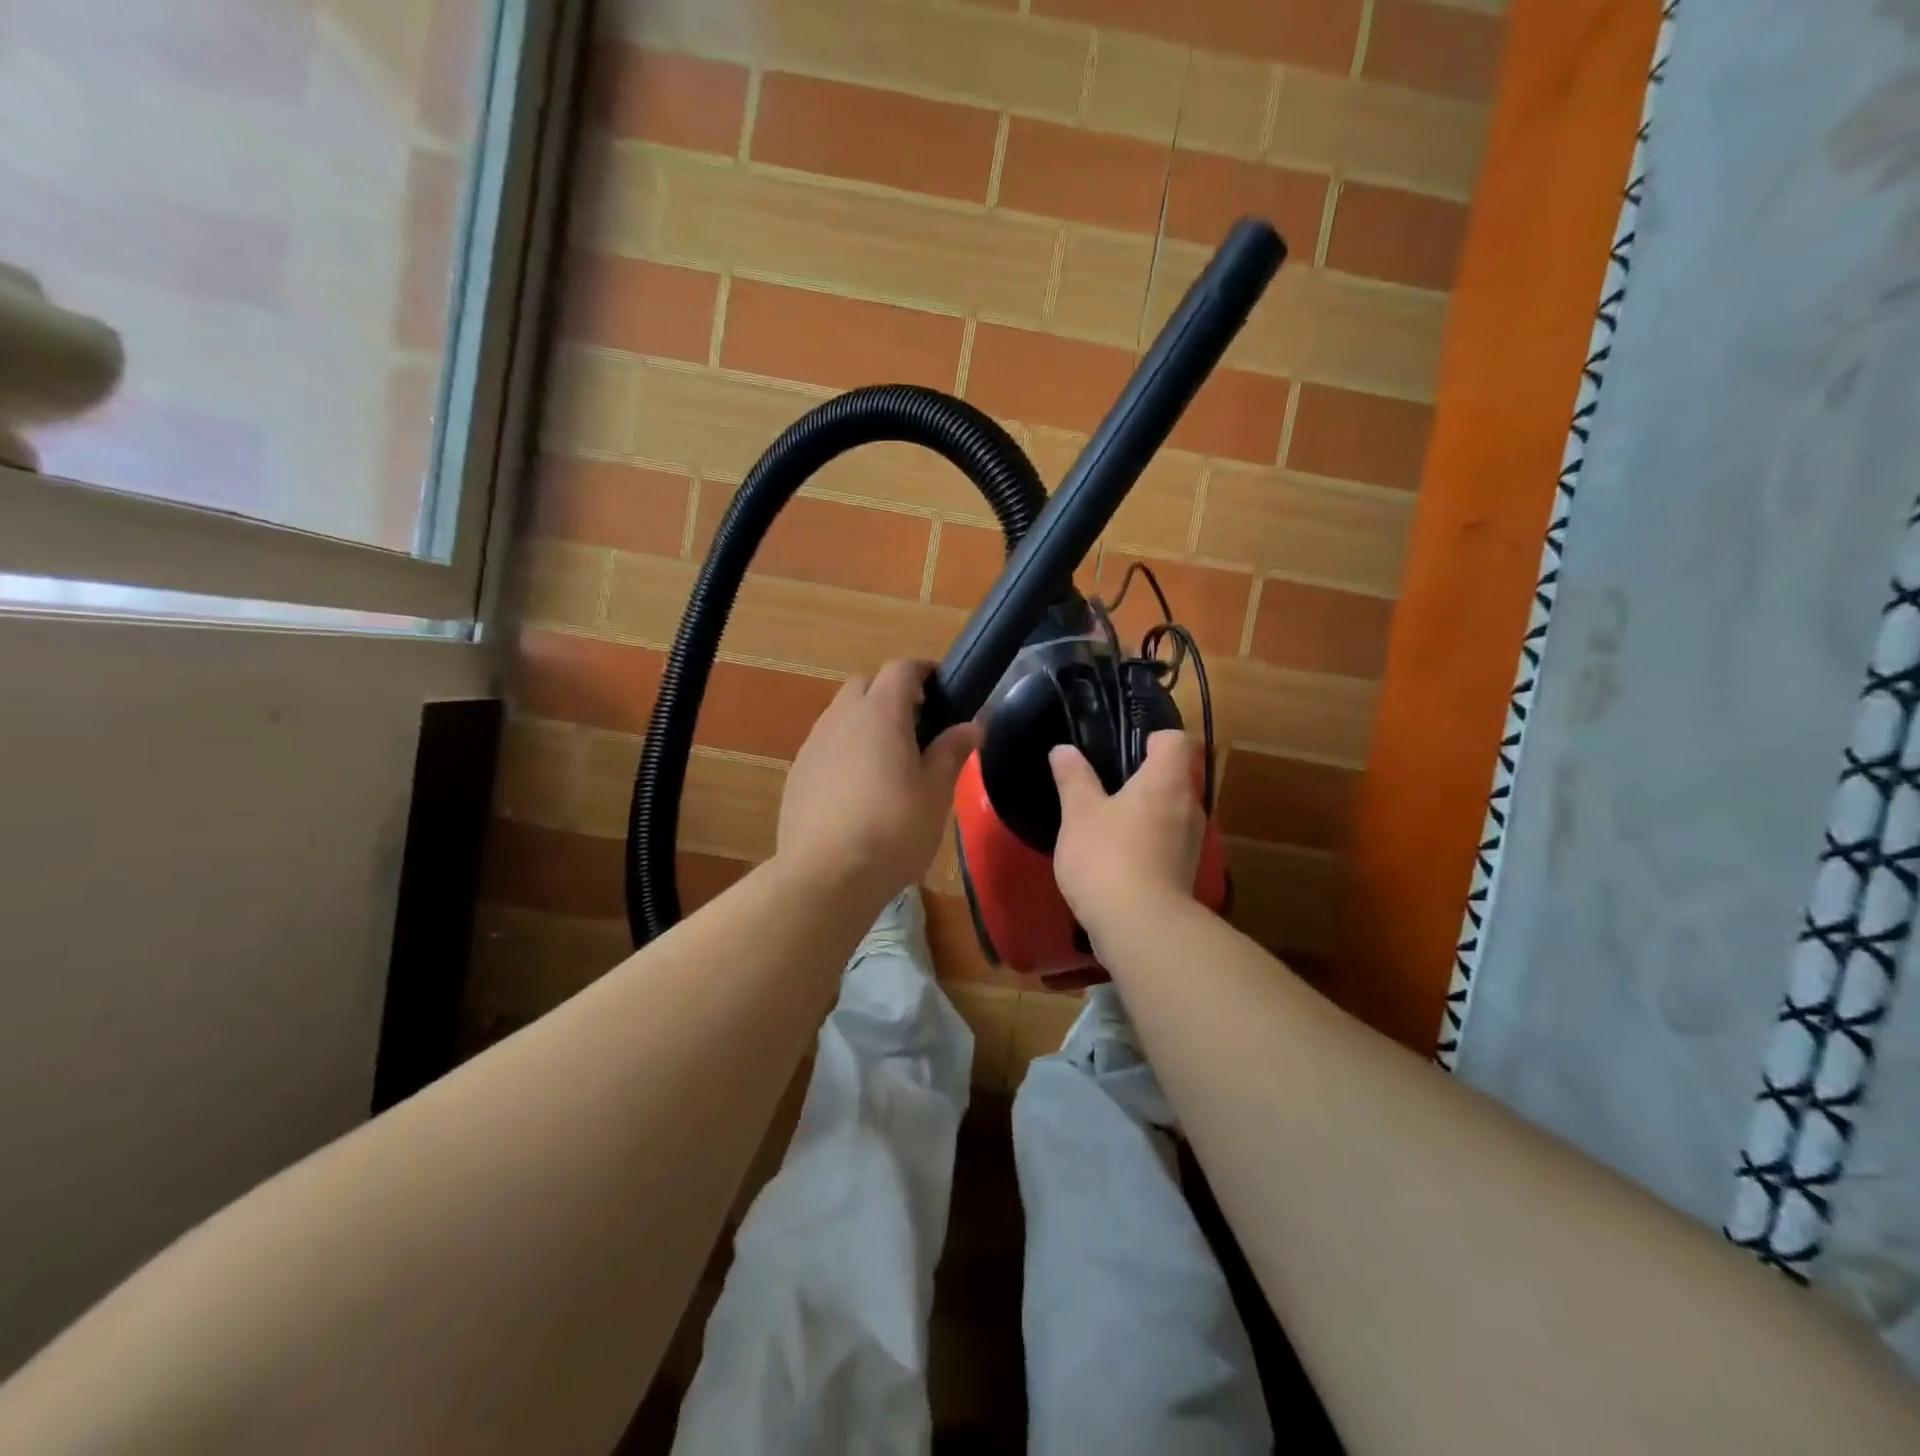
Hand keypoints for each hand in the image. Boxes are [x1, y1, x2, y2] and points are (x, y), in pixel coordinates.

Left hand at [777, 660, 979, 903]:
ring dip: (866, 721)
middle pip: (866, 684)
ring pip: (842, 714)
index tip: (944, 689)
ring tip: (889, 760)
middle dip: (892, 693)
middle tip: (918, 726)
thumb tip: (972, 725)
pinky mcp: (797, 774)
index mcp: (880, 713)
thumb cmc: (893, 830)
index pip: (901, 668)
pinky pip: (825, 745)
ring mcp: (813, 745)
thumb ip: (952, 751)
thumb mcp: (936, 793)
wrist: (826, 876)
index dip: (924, 671)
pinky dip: (845, 749)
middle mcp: (841, 718)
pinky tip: (858, 788)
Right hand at [1050, 729, 1205, 938]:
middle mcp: (1189, 805)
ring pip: (1172, 812)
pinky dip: (1148, 842)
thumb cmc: (1107, 856)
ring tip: (1108, 820)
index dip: (1153, 737)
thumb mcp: (1079, 813)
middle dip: (1145, 777)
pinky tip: (1117, 856)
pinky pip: (1168, 843)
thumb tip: (1064, 749)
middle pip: (1176, 776)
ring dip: (1146, 812)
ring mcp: (1192, 842)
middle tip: (1107, 783)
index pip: (1175, 740)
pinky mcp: (1186, 873)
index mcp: (1166, 780)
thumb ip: (1073, 778)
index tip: (1125, 746)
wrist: (1139, 926)